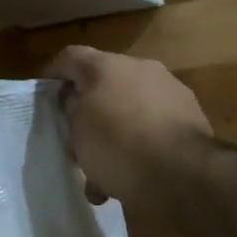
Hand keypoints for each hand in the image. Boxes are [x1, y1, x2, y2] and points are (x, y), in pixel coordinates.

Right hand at [42, 45, 211, 206]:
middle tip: (75, 139)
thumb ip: (71, 109)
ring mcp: (171, 93)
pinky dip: (139, 147)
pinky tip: (129, 179)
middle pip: (103, 84)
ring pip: (129, 110)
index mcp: (108, 65)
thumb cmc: (118, 145)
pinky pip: (153, 129)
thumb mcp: (77, 129)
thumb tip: (77, 102)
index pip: (70, 57)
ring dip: (114, 134)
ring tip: (102, 171)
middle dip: (87, 111)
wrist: (186, 176)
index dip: (53, 74)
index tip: (44, 96)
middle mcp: (142, 69)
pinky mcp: (192, 119)